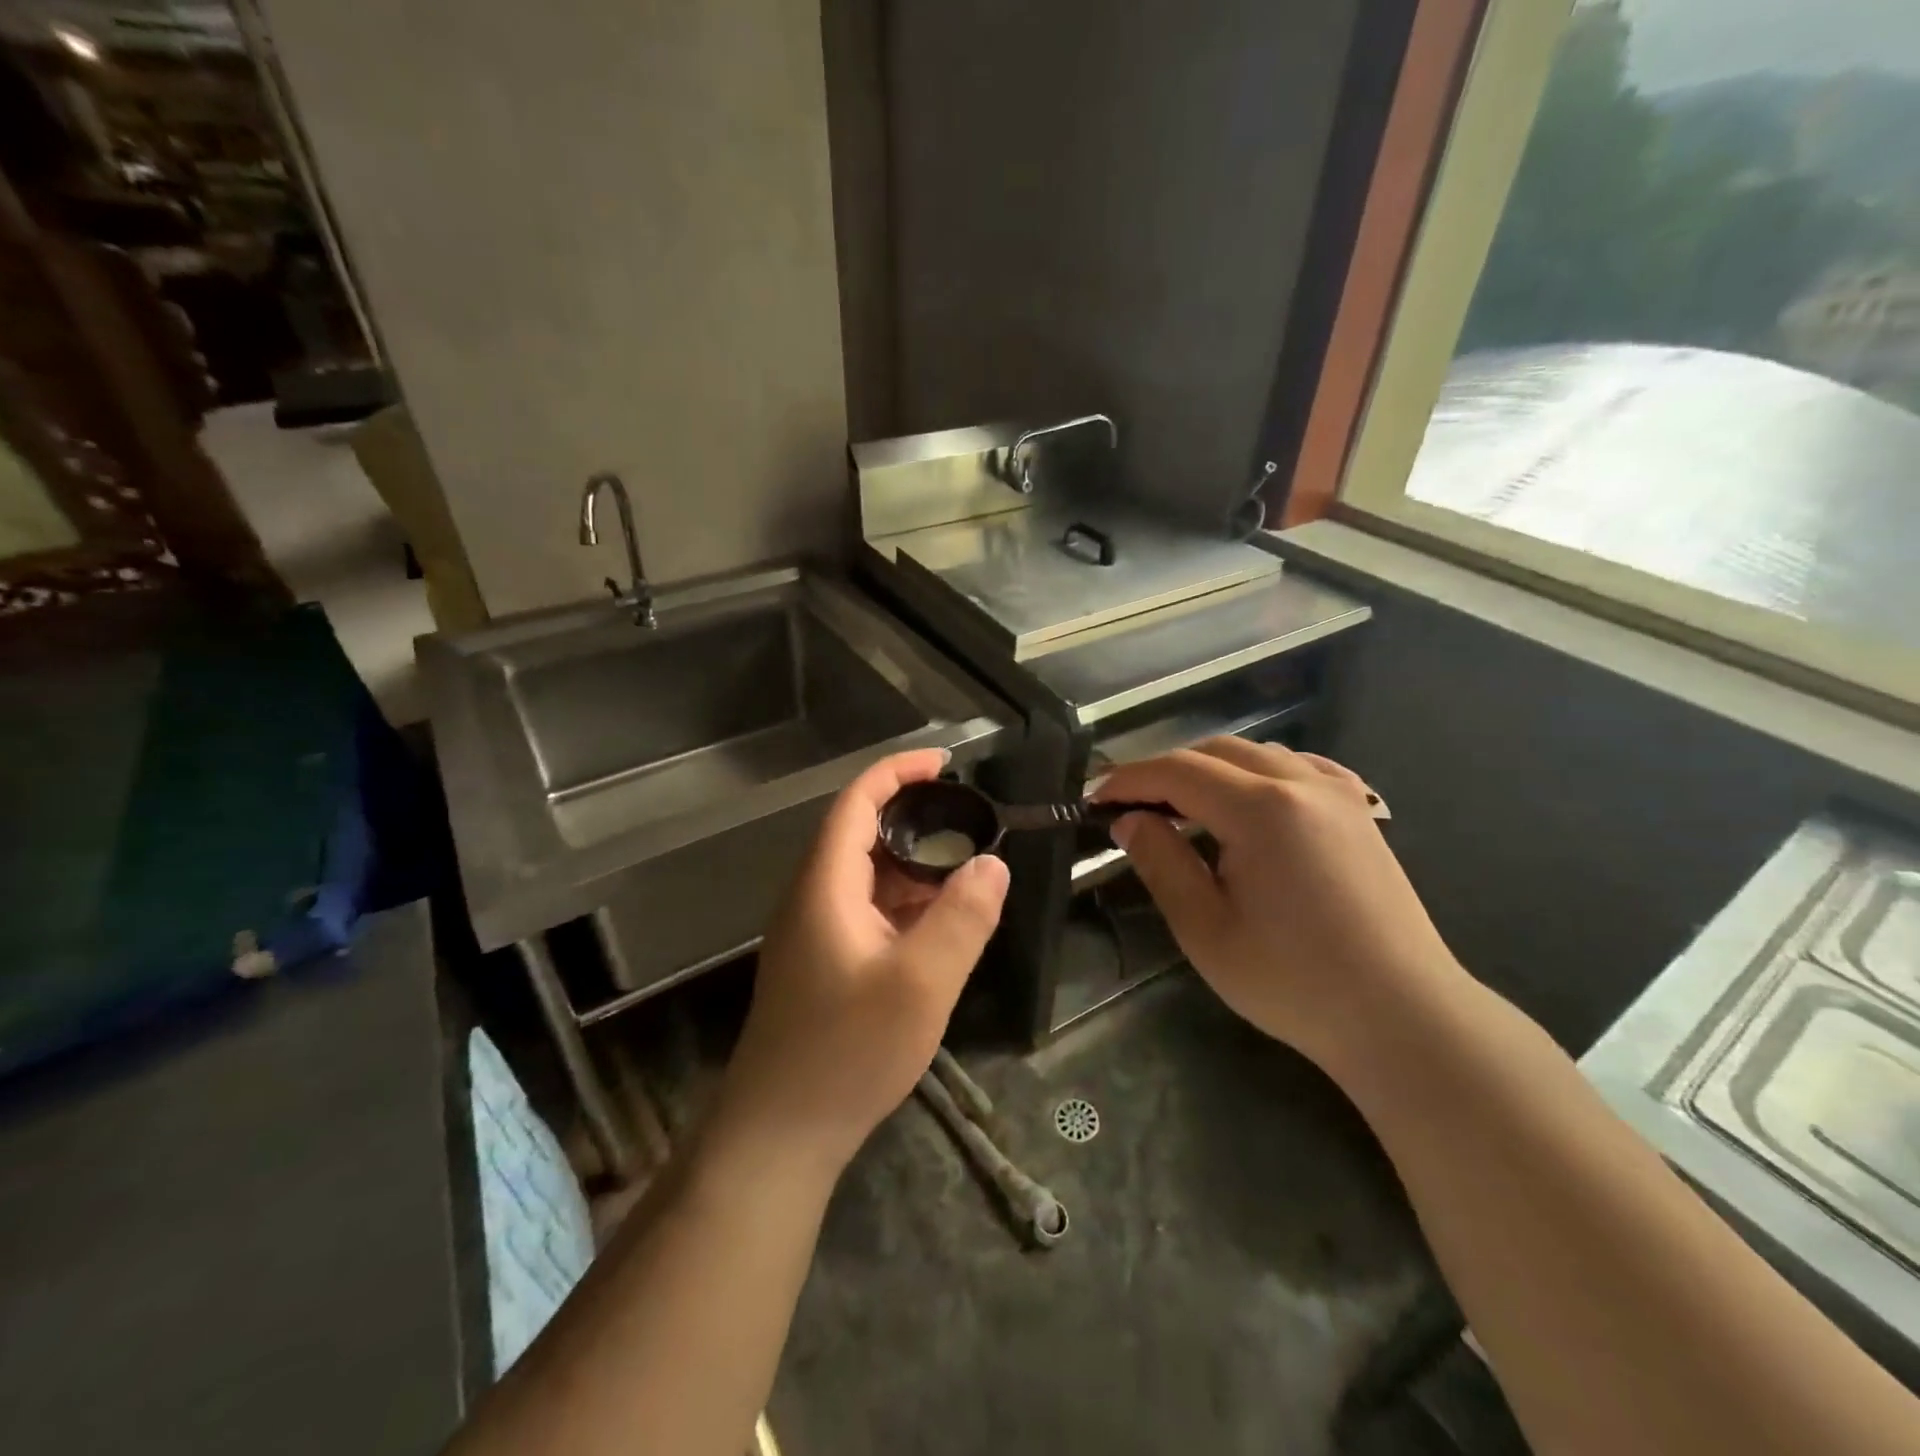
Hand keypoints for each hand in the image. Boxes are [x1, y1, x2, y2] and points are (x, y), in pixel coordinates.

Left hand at [711, 750, 1009, 1175]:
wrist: (780, 1134)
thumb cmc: (847, 1052)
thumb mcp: (921, 984)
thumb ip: (962, 919)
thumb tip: (994, 865)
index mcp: (825, 885)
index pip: (856, 803)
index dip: (897, 772)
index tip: (946, 763)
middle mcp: (813, 897)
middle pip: (862, 835)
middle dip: (916, 819)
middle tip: (973, 823)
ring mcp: (815, 932)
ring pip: (868, 877)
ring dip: (915, 867)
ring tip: (968, 872)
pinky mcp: (824, 962)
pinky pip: (869, 912)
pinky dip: (906, 904)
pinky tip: (940, 925)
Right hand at [1093, 739, 1461, 1074]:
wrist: (1402, 1017)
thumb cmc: (1294, 982)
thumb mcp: (1206, 929)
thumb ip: (1161, 863)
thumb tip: (1130, 820)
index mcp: (1261, 809)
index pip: (1178, 771)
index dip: (1130, 779)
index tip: (1096, 799)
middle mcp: (1301, 783)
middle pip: (1215, 751)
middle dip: (1165, 771)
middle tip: (1131, 806)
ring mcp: (1338, 793)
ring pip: (1257, 754)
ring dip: (1209, 770)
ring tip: (1181, 808)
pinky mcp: (1359, 812)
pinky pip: (1298, 768)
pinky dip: (1257, 773)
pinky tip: (1248, 802)